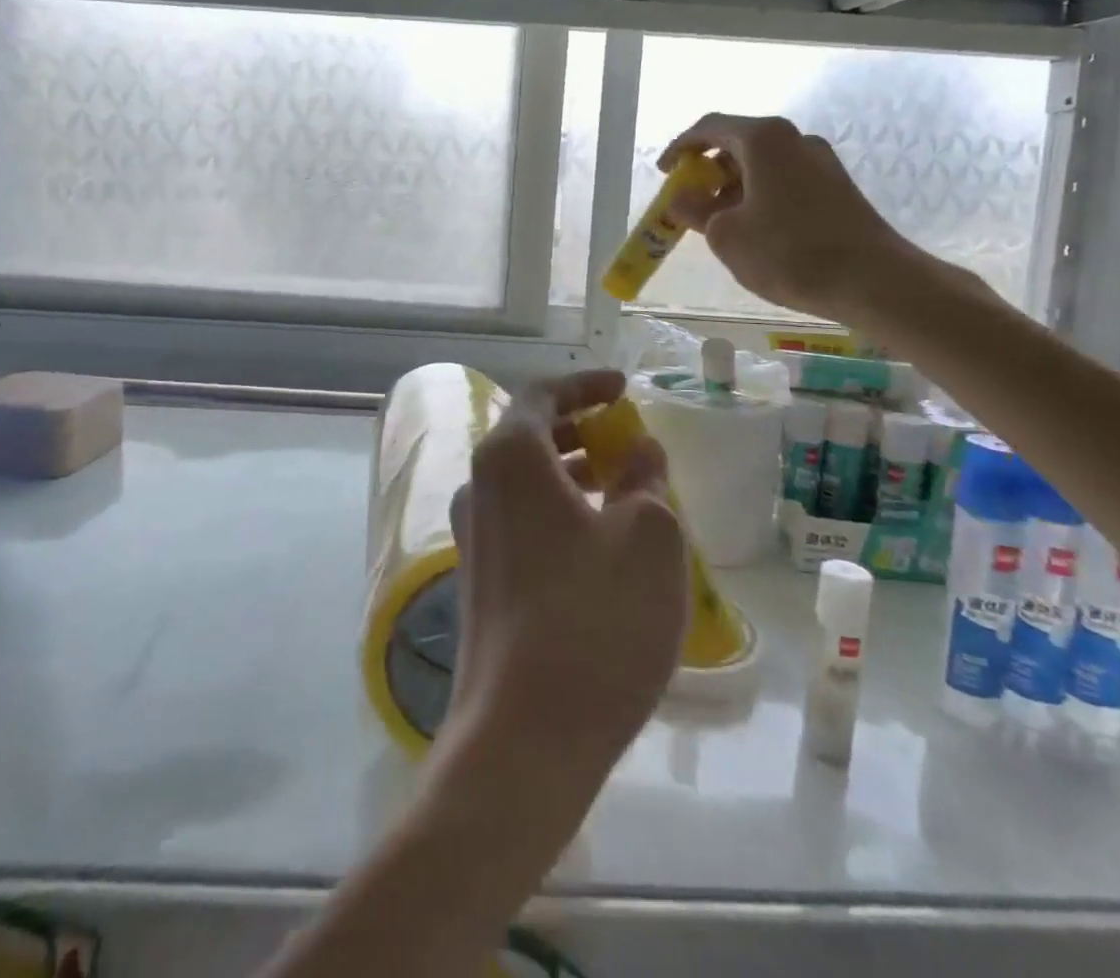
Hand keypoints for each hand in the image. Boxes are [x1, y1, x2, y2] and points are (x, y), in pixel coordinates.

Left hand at [443, 369, 686, 794]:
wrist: (524, 735)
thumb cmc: (596, 619)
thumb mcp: (647, 538)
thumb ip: (644, 479)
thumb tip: (638, 451)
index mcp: (510, 458)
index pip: (542, 395)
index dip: (585, 384)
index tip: (622, 387)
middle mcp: (478, 486)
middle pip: (527, 435)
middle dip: (578, 428)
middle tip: (624, 435)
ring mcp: (472, 534)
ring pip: (524, 480)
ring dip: (570, 471)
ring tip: (621, 485)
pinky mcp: (478, 578)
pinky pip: (520, 519)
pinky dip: (557, 509)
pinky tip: (598, 541)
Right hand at [660, 113, 932, 325]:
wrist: (873, 280)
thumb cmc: (789, 252)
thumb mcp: (725, 234)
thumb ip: (695, 210)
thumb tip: (681, 197)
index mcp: (764, 139)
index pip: (710, 127)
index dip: (680, 148)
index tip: (664, 173)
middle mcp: (794, 140)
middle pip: (738, 143)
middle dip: (707, 170)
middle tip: (688, 201)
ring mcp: (820, 162)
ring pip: (762, 164)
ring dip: (732, 186)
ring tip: (717, 222)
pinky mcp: (836, 186)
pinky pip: (783, 180)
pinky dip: (758, 196)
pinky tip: (753, 230)